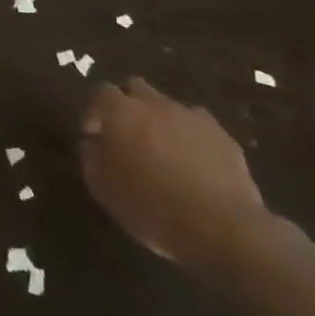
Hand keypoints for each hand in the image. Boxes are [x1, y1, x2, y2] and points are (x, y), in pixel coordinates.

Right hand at [80, 77, 270, 268]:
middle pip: (135, 88)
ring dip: (161, 121)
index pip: (100, 93)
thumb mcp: (104, 190)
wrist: (222, 227)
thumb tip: (92, 144)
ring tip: (164, 152)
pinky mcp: (223, 136)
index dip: (94, 111)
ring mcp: (192, 117)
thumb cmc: (152, 208)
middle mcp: (154, 104)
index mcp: (121, 112)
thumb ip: (91, 159)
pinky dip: (191, 137)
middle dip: (128, 105)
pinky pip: (199, 127)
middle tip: (127, 135)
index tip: (94, 135)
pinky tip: (194, 163)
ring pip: (169, 106)